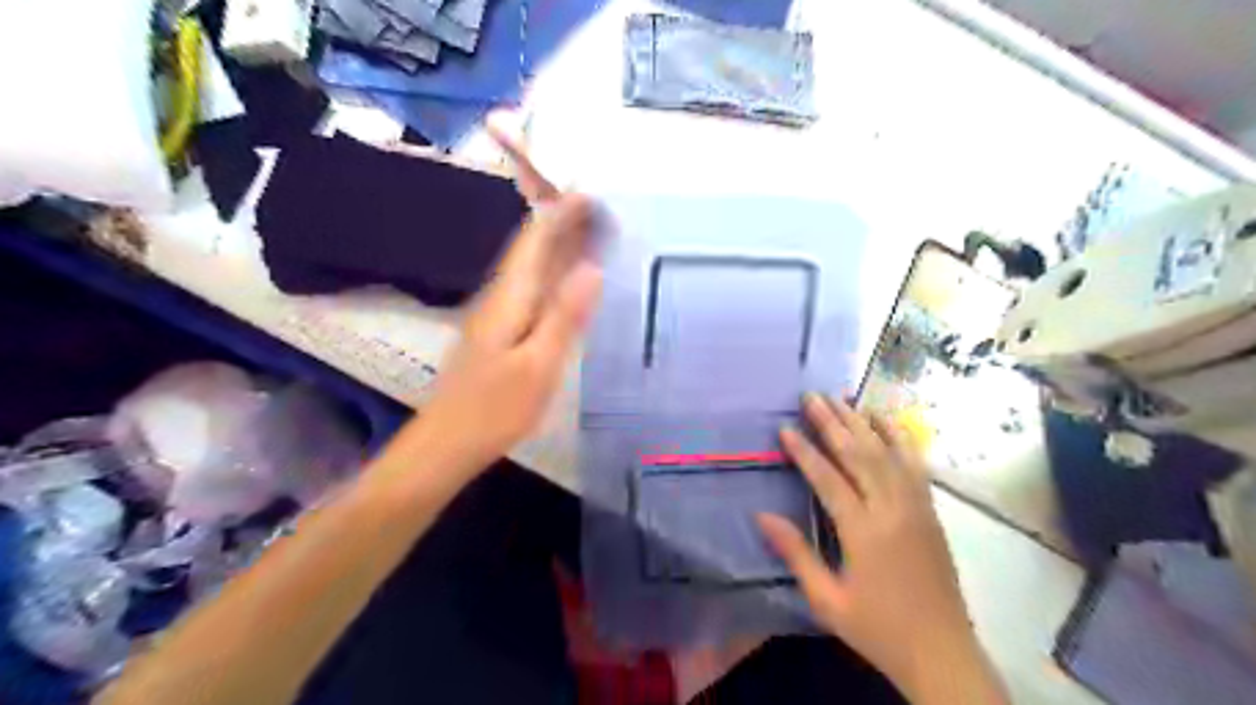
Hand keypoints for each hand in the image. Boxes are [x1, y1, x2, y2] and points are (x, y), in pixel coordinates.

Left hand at [402, 128, 595, 477]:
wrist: (447, 443)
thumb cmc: (495, 409)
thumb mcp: (539, 366)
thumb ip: (565, 317)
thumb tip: (592, 267)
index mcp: (510, 298)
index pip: (535, 240)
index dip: (560, 214)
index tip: (590, 193)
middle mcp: (500, 296)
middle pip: (531, 248)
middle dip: (561, 223)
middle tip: (598, 208)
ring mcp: (496, 314)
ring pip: (530, 267)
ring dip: (557, 245)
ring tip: (589, 233)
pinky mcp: (498, 332)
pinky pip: (529, 288)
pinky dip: (551, 274)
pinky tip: (564, 280)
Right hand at [755, 395, 1007, 700]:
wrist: (942, 652)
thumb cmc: (878, 629)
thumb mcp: (827, 600)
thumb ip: (796, 554)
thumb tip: (763, 516)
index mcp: (863, 532)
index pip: (828, 479)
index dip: (805, 451)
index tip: (785, 428)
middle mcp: (891, 510)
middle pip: (859, 454)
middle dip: (833, 422)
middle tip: (812, 396)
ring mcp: (916, 507)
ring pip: (887, 453)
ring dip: (862, 422)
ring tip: (842, 397)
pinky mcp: (930, 511)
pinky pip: (914, 465)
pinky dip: (899, 437)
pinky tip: (885, 420)